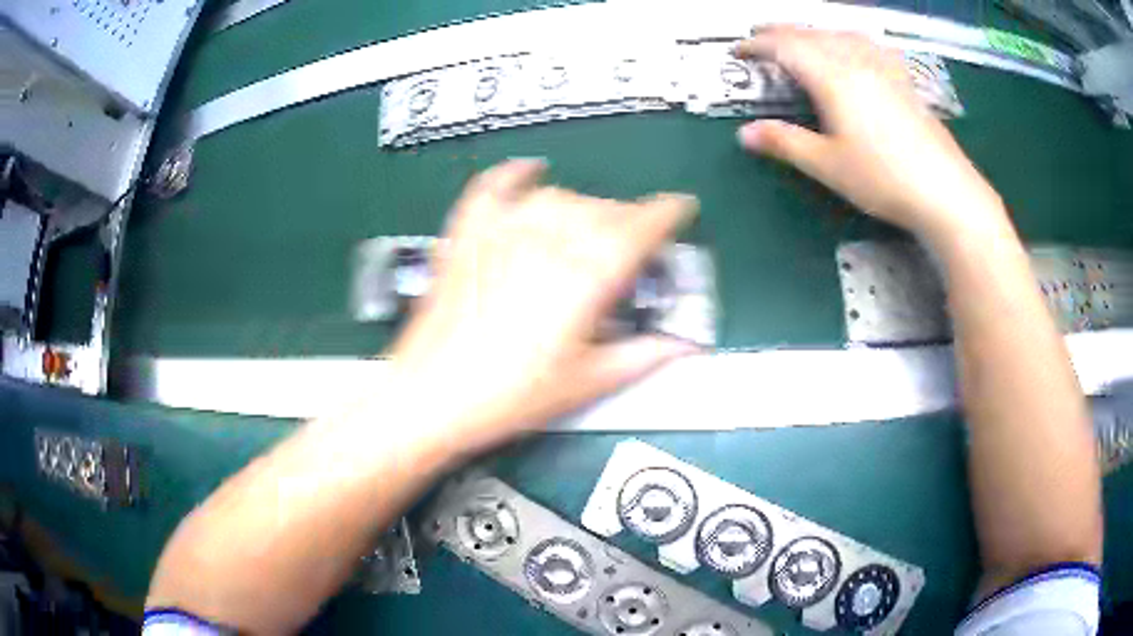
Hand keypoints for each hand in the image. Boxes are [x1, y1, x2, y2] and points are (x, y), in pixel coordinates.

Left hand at [386, 159, 698, 454]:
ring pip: (558, 198)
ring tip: (591, 228)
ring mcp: (502, 232)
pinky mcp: (467, 233)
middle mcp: (547, 242)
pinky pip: (494, 186)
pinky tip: (531, 170)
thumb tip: (685, 345)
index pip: (639, 228)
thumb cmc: (512, 395)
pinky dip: (516, 173)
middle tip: (637, 241)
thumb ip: (643, 356)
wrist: (431, 395)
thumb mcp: (586, 383)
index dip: (666, 213)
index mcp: (584, 278)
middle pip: (602, 211)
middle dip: (630, 218)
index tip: (681, 207)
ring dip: (585, 206)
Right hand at [734, 27, 1007, 241]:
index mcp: (832, 76)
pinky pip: (868, 44)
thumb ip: (785, 143)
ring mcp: (883, 67)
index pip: (785, 47)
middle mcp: (855, 60)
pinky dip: (847, 39)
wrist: (945, 190)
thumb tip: (744, 134)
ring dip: (813, 32)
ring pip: (840, 34)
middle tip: (759, 36)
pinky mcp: (903, 79)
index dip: (757, 46)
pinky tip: (854, 48)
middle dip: (780, 31)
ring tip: (801, 38)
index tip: (737, 51)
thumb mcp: (827, 165)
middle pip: (811, 34)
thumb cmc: (883, 178)